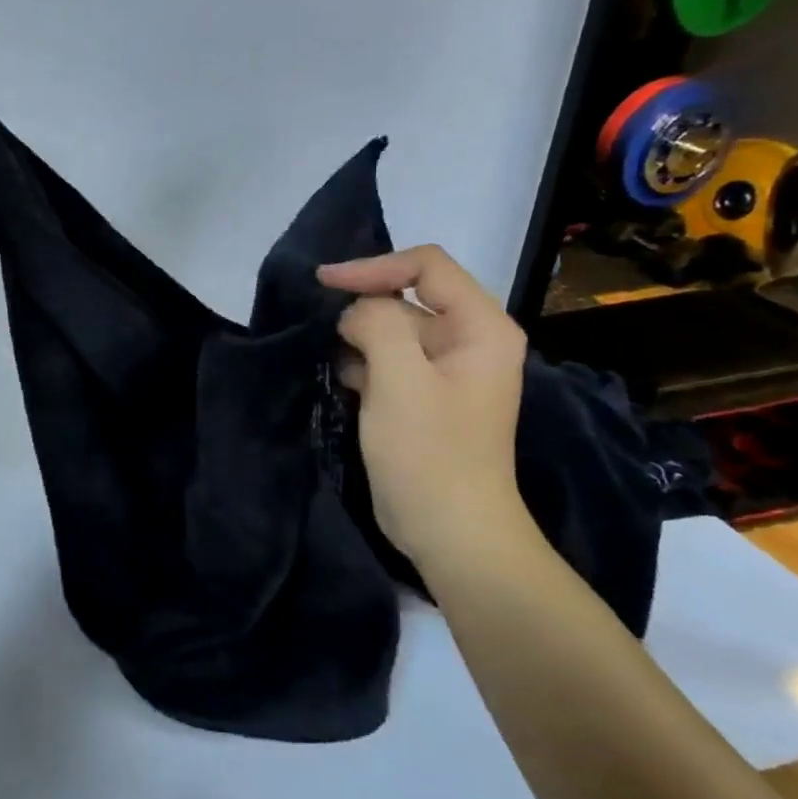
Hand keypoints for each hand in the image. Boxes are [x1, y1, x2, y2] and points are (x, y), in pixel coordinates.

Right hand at [318, 245, 529, 559]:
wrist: (451, 533)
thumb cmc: (430, 454)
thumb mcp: (400, 380)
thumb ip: (376, 324)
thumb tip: (354, 312)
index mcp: (480, 327)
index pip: (427, 266)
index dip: (373, 267)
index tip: (323, 283)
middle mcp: (467, 340)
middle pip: (406, 297)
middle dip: (361, 308)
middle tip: (318, 329)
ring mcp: (443, 371)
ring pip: (391, 330)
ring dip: (355, 338)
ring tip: (322, 353)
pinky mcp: (421, 396)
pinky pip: (386, 360)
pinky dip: (359, 363)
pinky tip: (338, 379)